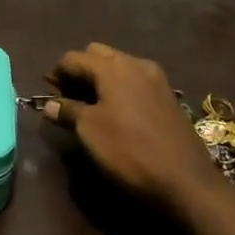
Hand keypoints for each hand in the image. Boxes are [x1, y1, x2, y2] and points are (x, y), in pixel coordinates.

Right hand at [43, 42, 220, 216]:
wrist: (185, 179)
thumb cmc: (128, 150)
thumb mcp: (90, 131)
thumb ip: (68, 111)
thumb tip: (49, 104)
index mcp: (112, 67)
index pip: (74, 58)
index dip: (57, 74)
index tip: (48, 95)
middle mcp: (135, 63)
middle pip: (98, 55)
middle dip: (80, 71)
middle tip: (69, 98)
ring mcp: (155, 78)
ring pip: (119, 66)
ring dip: (101, 79)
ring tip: (91, 107)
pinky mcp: (167, 96)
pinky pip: (135, 81)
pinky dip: (120, 89)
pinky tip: (117, 113)